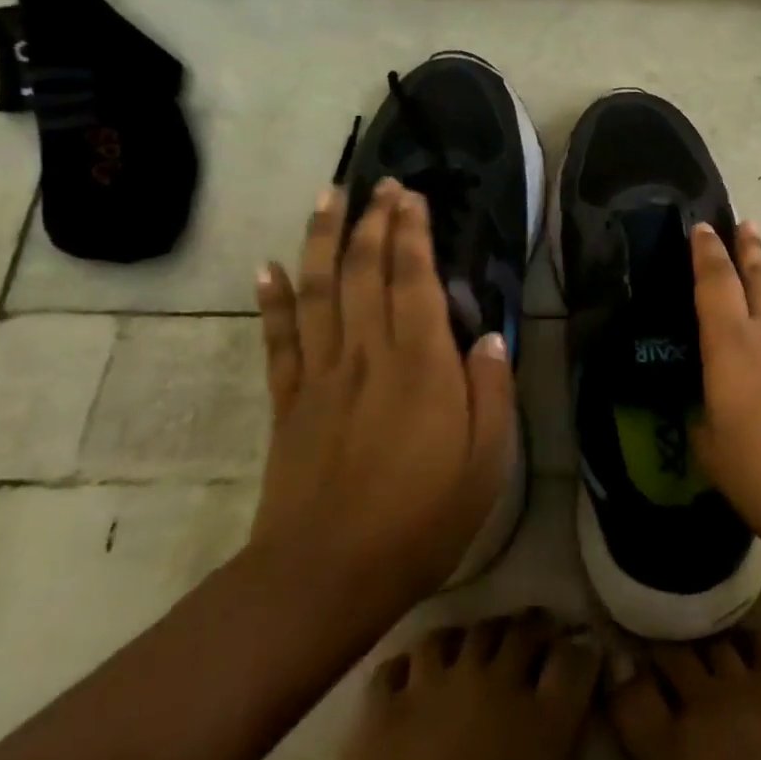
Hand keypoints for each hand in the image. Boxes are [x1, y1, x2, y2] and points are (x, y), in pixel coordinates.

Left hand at [250, 179, 515, 602]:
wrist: (327, 575)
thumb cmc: (422, 519)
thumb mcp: (487, 461)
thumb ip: (492, 391)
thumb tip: (488, 337)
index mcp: (421, 366)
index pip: (413, 280)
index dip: (411, 233)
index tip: (410, 196)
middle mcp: (367, 355)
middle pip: (364, 272)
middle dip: (371, 221)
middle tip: (378, 184)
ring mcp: (320, 376)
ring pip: (318, 291)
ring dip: (322, 239)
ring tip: (327, 197)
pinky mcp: (289, 402)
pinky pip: (278, 338)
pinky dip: (272, 298)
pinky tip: (268, 266)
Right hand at [690, 221, 760, 566]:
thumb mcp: (712, 451)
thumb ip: (705, 420)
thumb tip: (709, 411)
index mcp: (732, 346)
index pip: (715, 284)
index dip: (706, 253)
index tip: (703, 227)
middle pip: (759, 279)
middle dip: (749, 249)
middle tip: (744, 222)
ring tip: (758, 269)